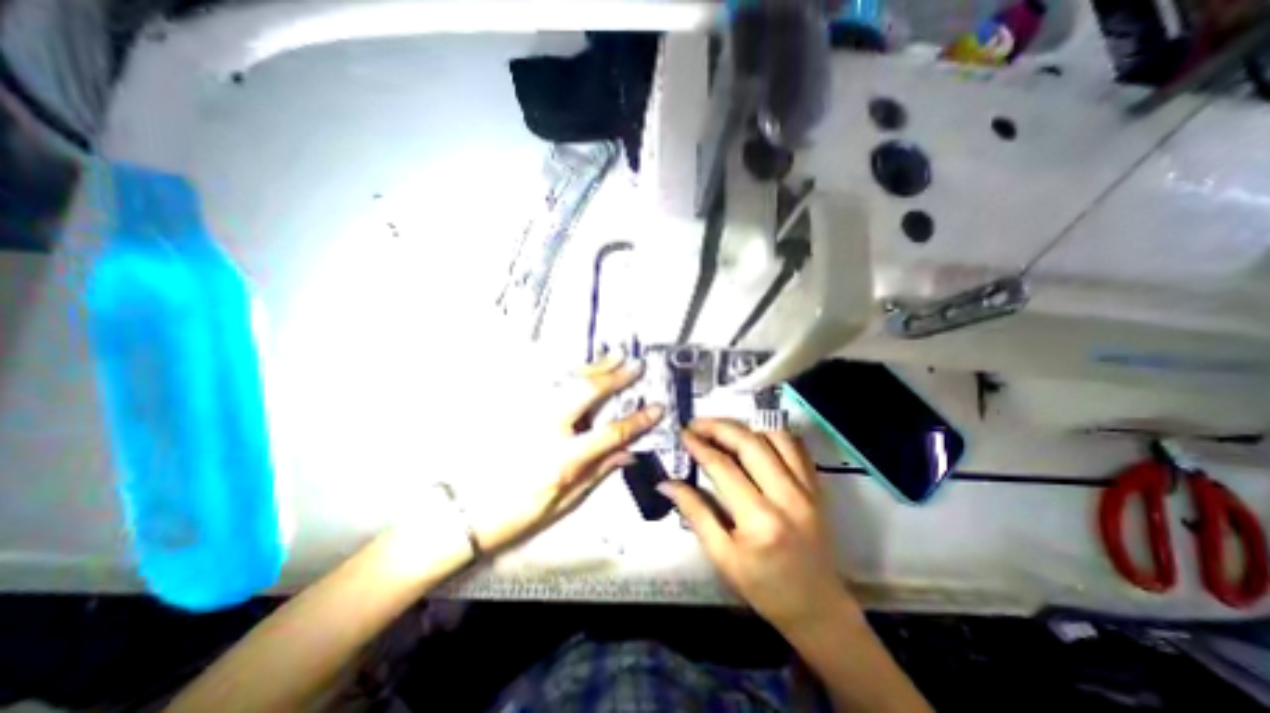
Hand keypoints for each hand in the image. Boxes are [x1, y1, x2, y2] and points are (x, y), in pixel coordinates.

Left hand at [466, 353, 664, 560]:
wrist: (463, 511)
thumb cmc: (517, 514)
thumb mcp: (564, 502)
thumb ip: (597, 472)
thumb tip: (628, 453)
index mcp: (563, 459)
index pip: (610, 433)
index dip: (638, 420)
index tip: (657, 407)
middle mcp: (547, 428)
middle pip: (587, 392)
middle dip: (615, 376)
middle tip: (635, 363)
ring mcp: (528, 413)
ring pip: (566, 380)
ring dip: (593, 366)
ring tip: (614, 354)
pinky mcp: (514, 408)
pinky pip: (546, 382)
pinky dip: (568, 371)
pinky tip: (579, 364)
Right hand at [661, 417, 857, 635]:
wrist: (816, 607)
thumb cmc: (764, 587)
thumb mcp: (722, 557)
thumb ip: (695, 514)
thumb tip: (666, 484)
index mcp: (759, 519)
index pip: (723, 467)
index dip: (699, 446)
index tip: (683, 434)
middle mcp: (787, 496)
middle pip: (750, 443)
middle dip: (718, 427)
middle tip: (697, 424)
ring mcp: (807, 488)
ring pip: (775, 437)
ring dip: (746, 428)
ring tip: (723, 431)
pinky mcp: (817, 486)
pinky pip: (796, 447)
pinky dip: (773, 435)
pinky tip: (755, 438)